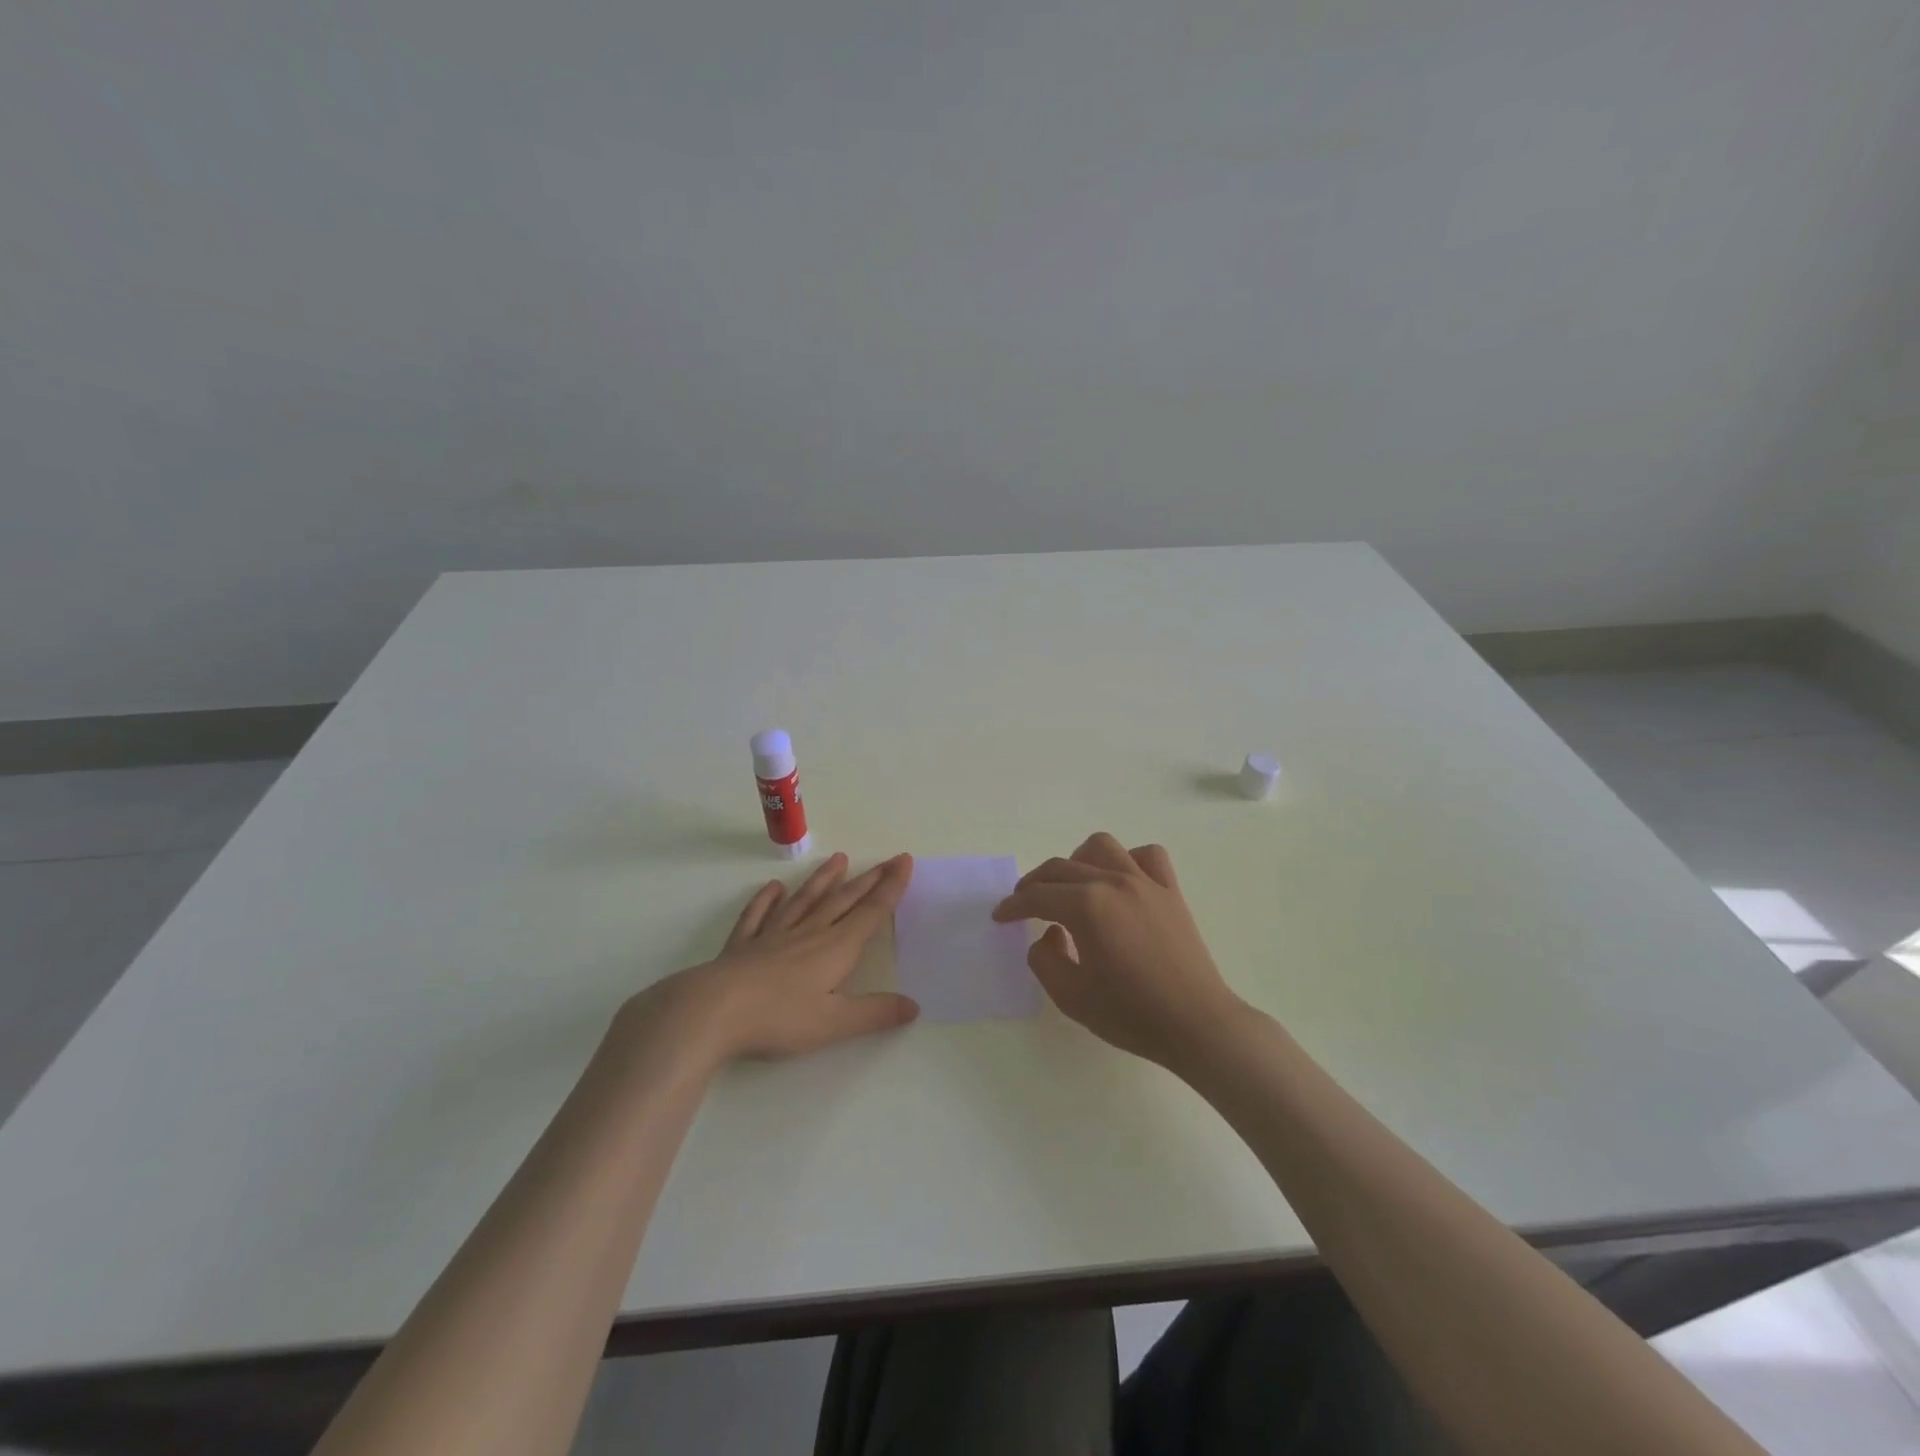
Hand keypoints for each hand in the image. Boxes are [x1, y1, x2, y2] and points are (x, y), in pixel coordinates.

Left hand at [627, 852, 919, 1066]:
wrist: (713, 1010)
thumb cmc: (779, 1017)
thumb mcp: (834, 1022)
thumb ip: (875, 1013)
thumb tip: (913, 1006)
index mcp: (835, 949)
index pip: (870, 913)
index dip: (890, 888)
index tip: (903, 860)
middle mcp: (808, 934)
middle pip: (842, 901)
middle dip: (868, 880)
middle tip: (886, 859)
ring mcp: (773, 936)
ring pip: (804, 901)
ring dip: (823, 880)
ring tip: (839, 859)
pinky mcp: (742, 946)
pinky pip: (758, 916)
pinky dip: (766, 901)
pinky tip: (773, 888)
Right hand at [991, 833, 1242, 1071]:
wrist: (1196, 1025)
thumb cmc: (1131, 1014)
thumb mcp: (1071, 996)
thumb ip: (1044, 959)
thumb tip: (1048, 934)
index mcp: (1087, 906)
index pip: (1038, 896)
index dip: (1013, 906)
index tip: (1000, 916)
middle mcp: (1113, 882)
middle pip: (1062, 868)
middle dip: (1035, 883)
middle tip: (1023, 904)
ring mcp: (1146, 882)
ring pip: (1101, 847)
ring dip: (1078, 860)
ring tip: (1071, 885)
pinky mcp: (1170, 891)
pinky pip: (1146, 856)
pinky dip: (1127, 860)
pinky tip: (1120, 881)